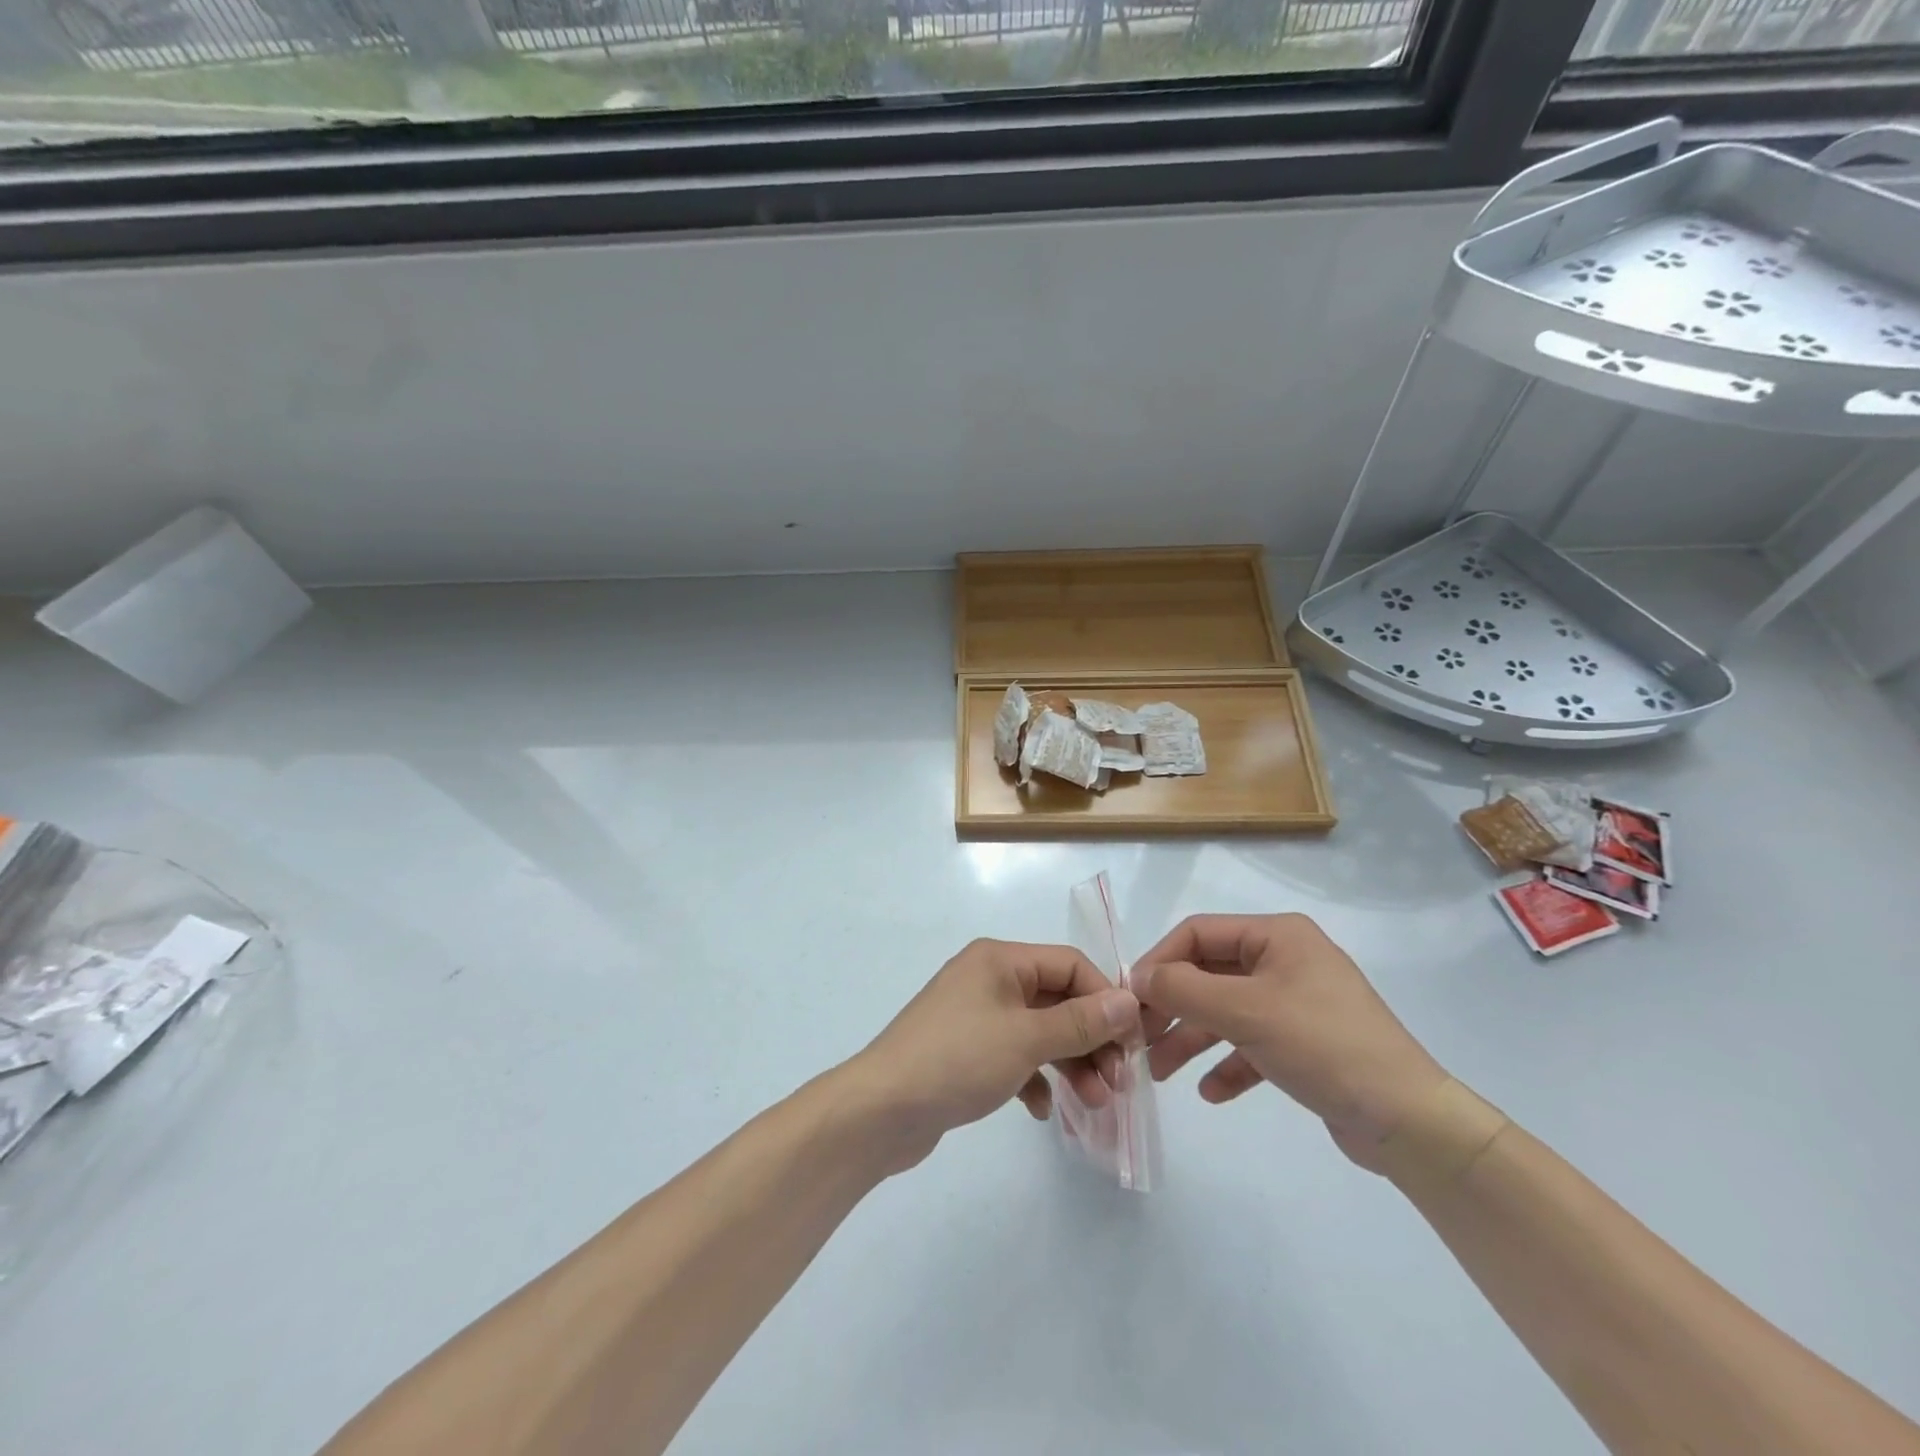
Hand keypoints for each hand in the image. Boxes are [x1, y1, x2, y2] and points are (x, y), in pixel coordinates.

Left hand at [846, 939, 1141, 1170]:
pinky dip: (1035, 1079)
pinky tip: (1043, 1111)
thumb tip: (1129, 1001)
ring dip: (1070, 1064)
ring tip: (1094, 1104)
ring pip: (1039, 1032)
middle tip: (1118, 1084)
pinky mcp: (966, 1052)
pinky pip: (1015, 1057)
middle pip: (1057, 1000)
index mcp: (999, 959)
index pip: (1070, 964)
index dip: (1106, 998)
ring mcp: (975, 1016)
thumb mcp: (1026, 1038)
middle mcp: (988, 979)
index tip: (1133, 1042)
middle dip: (1091, 1039)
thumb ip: (1081, 1021)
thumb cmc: (957, 1060)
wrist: (881, 1111)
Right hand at [1133, 914, 1447, 1170]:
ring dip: (1192, 1039)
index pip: (1199, 933)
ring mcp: (1296, 1002)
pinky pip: (1252, 1044)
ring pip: (1227, 1012)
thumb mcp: (1246, 1012)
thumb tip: (1138, 978)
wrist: (1409, 1122)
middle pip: (1209, 974)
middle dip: (1173, 1006)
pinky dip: (1228, 1064)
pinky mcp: (1305, 1044)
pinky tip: (1210, 1091)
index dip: (1160, 961)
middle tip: (1138, 1037)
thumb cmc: (1324, 1046)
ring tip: (1158, 1072)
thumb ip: (1185, 989)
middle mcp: (1285, 960)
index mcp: (1276, 936)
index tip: (1131, 998)